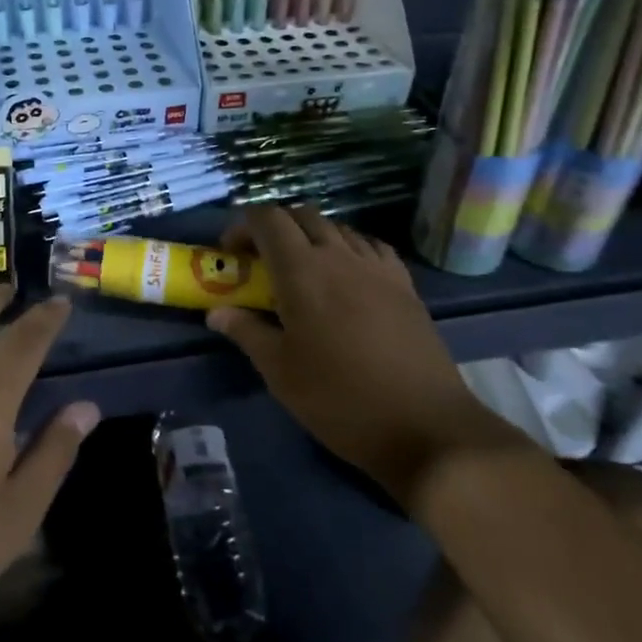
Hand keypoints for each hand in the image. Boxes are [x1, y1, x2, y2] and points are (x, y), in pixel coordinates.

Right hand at [206, 206, 526, 509]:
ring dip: (311, 236)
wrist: (424, 425)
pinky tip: (347, 278)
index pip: (267, 218)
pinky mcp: (405, 285)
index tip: (231, 254)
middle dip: (275, 228)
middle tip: (262, 261)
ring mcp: (377, 267)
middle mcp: (339, 255)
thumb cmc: (339, 399)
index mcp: (302, 271)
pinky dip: (349, 249)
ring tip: (302, 271)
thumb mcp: (280, 371)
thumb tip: (217, 312)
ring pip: (338, 228)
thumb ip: (246, 332)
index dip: (242, 225)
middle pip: (302, 215)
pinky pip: (370, 247)